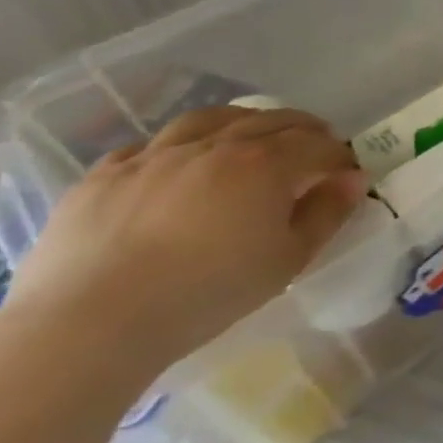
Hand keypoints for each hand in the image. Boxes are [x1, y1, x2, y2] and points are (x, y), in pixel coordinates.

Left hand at [6, 107, 365, 373]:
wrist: (89, 323)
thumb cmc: (207, 293)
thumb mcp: (287, 260)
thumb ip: (326, 214)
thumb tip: (352, 179)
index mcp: (265, 164)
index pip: (318, 144)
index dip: (339, 155)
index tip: (346, 173)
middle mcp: (215, 145)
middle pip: (270, 120)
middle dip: (302, 129)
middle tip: (314, 145)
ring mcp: (154, 156)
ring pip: (209, 119)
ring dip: (242, 122)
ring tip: (250, 137)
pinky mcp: (104, 175)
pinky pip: (148, 146)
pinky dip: (176, 147)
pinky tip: (177, 166)